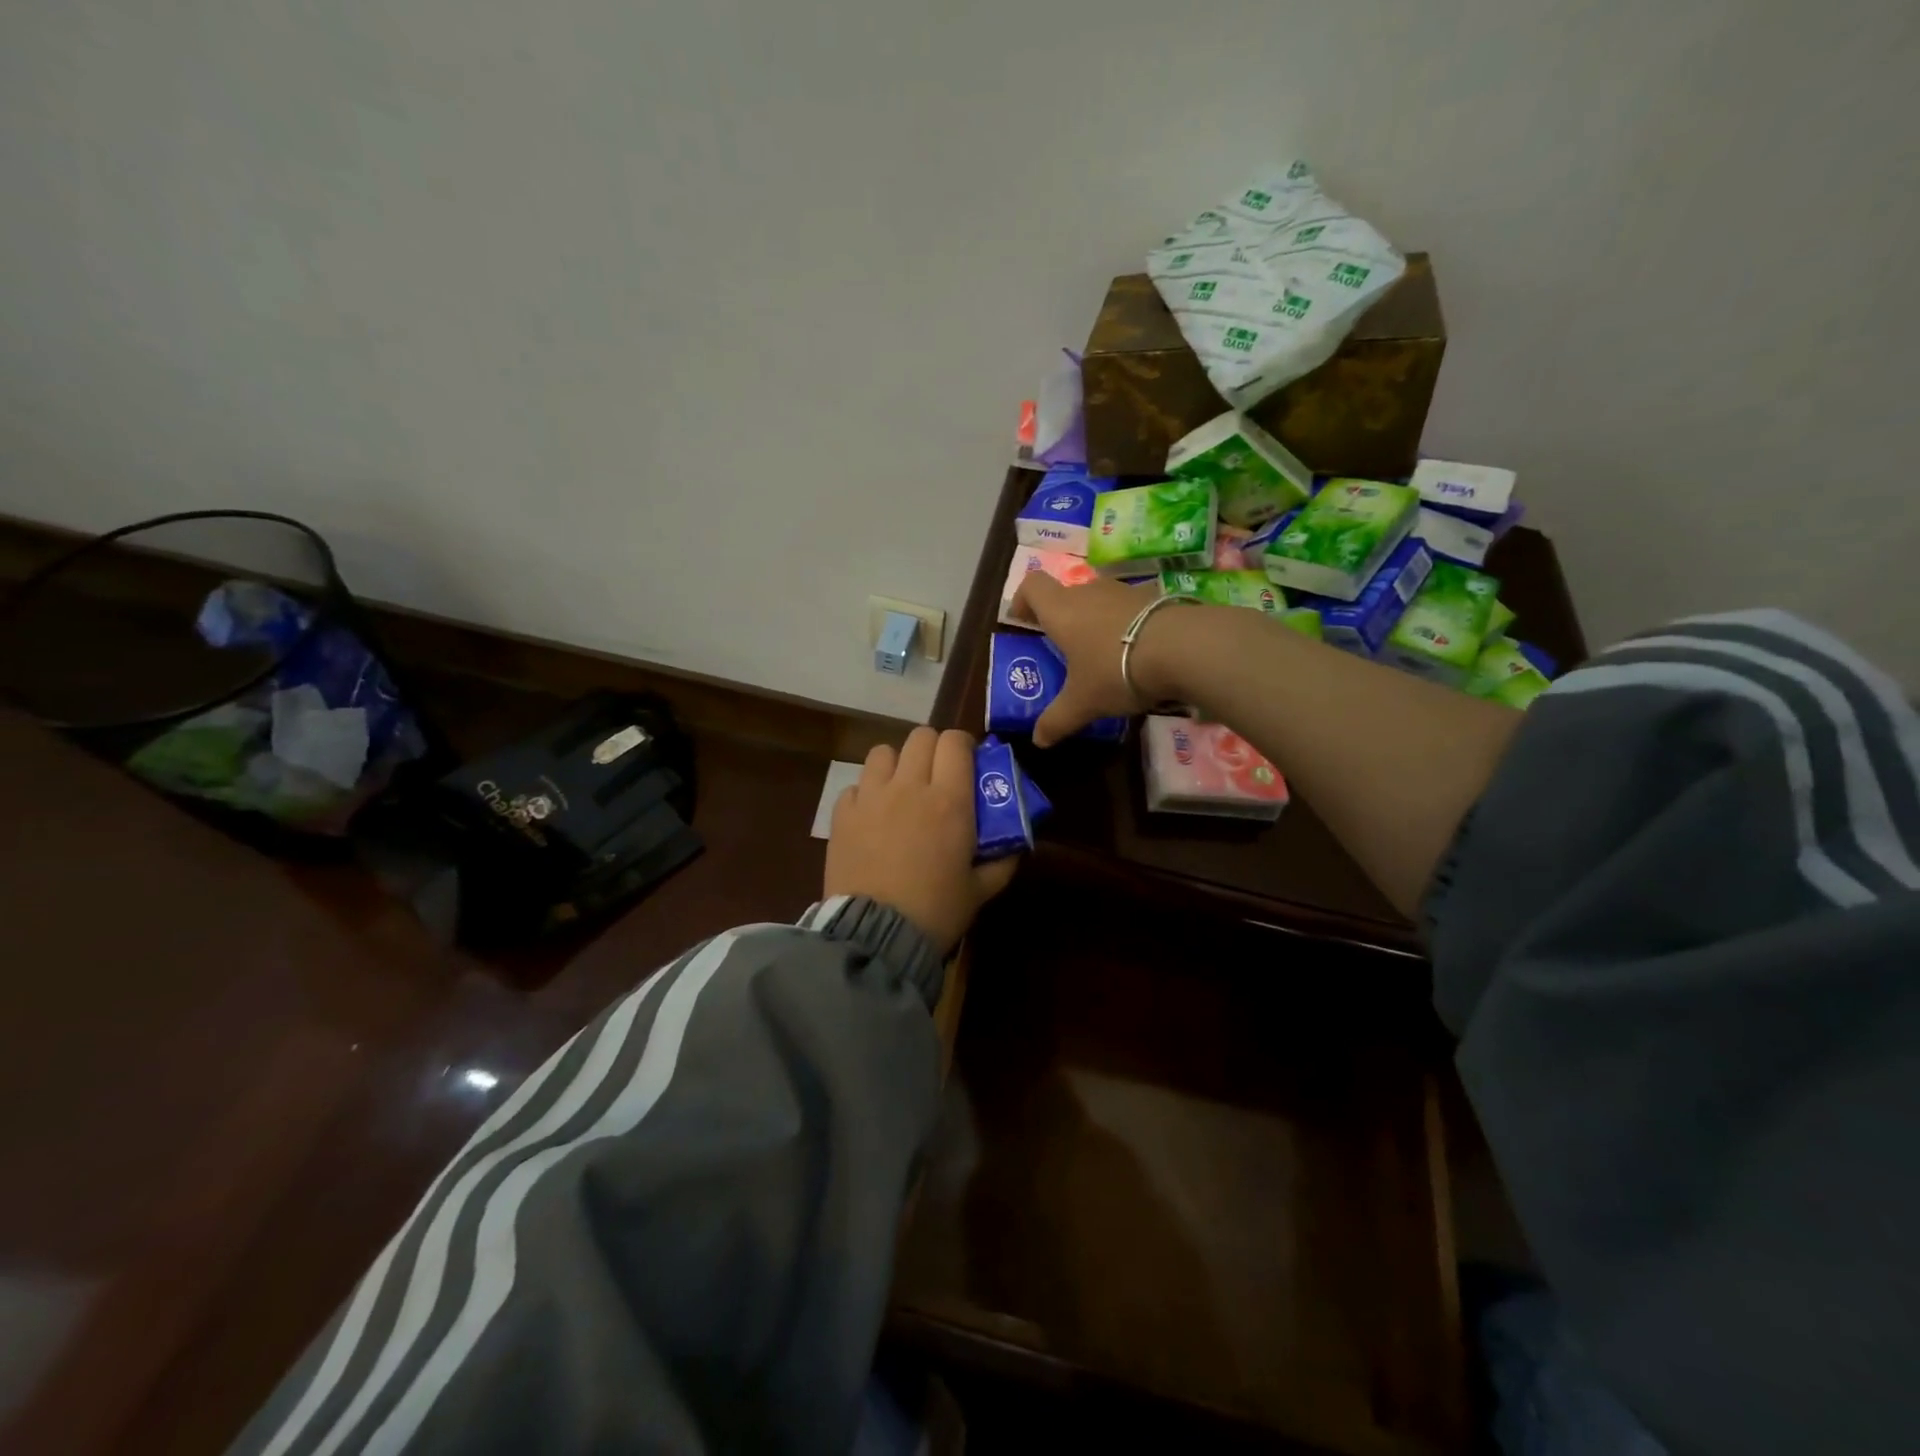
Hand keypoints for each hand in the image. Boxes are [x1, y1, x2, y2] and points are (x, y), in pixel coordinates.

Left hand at [825, 727, 1018, 953]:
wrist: (875, 935)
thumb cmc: (936, 910)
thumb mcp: (981, 890)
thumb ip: (1003, 861)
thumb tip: (1016, 843)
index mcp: (949, 799)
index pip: (955, 742)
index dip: (963, 746)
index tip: (967, 765)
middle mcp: (909, 786)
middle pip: (920, 737)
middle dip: (932, 749)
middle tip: (937, 777)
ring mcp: (871, 797)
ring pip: (883, 752)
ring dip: (896, 764)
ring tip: (900, 790)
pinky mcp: (842, 815)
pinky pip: (855, 786)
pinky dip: (865, 794)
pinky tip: (871, 817)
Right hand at [1010, 573, 1164, 746]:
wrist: (1181, 648)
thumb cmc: (1115, 670)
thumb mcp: (1082, 703)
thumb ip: (1057, 720)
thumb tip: (1038, 740)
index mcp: (1061, 611)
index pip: (1032, 586)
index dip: (1023, 600)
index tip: (1023, 621)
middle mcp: (1088, 592)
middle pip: (1066, 595)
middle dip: (1061, 618)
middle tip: (1063, 648)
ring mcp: (1123, 591)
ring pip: (1098, 600)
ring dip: (1094, 620)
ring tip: (1100, 653)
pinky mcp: (1154, 598)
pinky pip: (1128, 609)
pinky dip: (1124, 625)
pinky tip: (1134, 652)